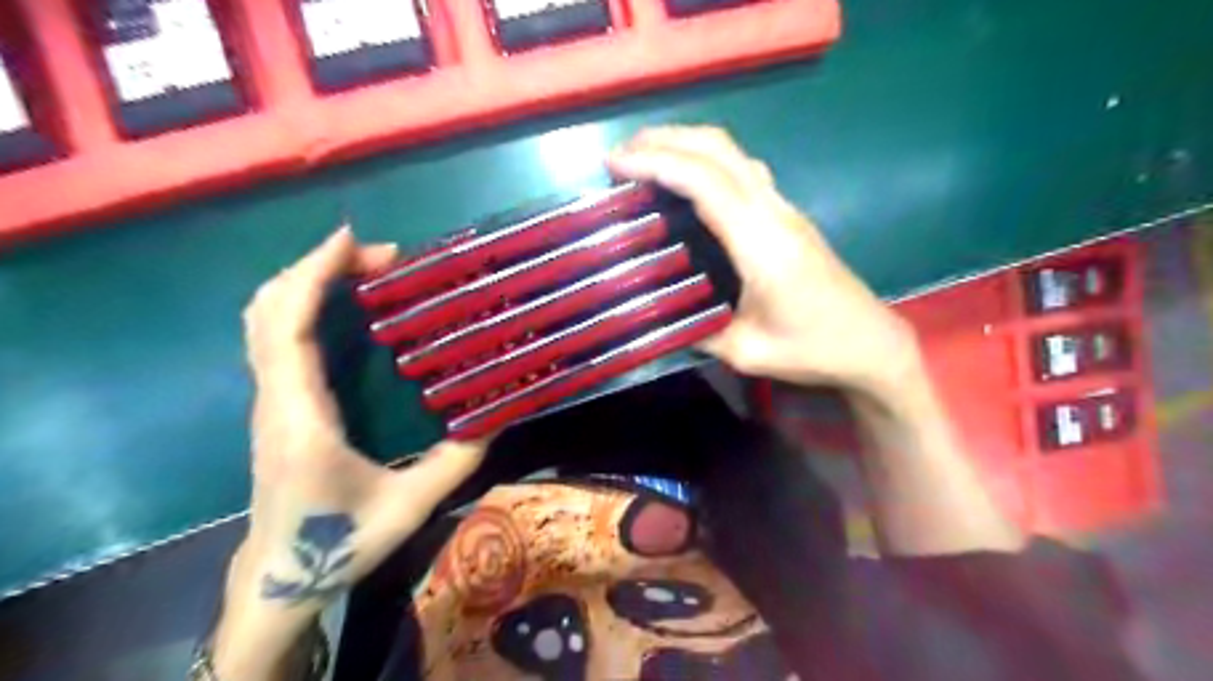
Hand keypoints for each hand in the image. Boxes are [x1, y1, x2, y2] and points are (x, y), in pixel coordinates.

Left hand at [214, 229, 488, 679]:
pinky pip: (276, 336)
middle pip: (267, 310)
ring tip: (368, 270)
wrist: (280, 577)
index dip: (314, 275)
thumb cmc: (339, 544)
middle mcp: (275, 399)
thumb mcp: (410, 507)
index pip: (289, 329)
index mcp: (301, 419)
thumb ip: (457, 461)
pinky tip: (347, 304)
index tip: (354, 241)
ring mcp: (269, 400)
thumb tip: (498, 414)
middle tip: (384, 258)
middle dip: (318, 266)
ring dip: (309, 280)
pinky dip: (303, 302)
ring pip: (265, 320)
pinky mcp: (276, 403)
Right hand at [611, 124, 925, 399]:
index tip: (615, 164)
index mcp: (760, 242)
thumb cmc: (812, 348)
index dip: (657, 163)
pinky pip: (742, 169)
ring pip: (733, 152)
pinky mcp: (787, 214)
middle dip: (664, 139)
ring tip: (644, 158)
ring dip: (686, 143)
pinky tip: (686, 180)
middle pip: (718, 148)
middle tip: (620, 155)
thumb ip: (696, 331)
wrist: (870, 342)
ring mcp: (784, 207)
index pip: (704, 181)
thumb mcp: (746, 353)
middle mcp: (773, 211)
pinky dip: (705, 160)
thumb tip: (655, 316)